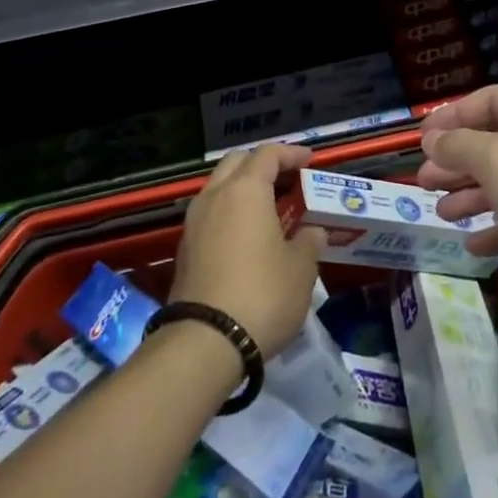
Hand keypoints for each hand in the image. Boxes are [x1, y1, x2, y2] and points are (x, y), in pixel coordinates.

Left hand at [171, 143, 324, 357]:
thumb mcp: (301, 269)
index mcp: (246, 191)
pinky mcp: (185, 249)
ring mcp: (194, 223)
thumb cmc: (262, 295)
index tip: (310, 161)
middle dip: (263, 165)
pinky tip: (248, 235)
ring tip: (271, 208)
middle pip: (237, 163)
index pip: (268, 154)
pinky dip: (230, 213)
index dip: (291, 154)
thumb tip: (312, 232)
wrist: (205, 343)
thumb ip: (309, 242)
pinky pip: (211, 215)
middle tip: (288, 180)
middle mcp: (215, 196)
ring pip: (219, 187)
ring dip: (244, 189)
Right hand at [417, 85, 497, 280]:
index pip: (489, 99)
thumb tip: (433, 139)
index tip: (419, 139)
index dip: (451, 116)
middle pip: (497, 140)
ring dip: (473, 194)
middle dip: (458, 160)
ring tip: (441, 213)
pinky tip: (474, 245)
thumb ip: (460, 145)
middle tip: (423, 180)